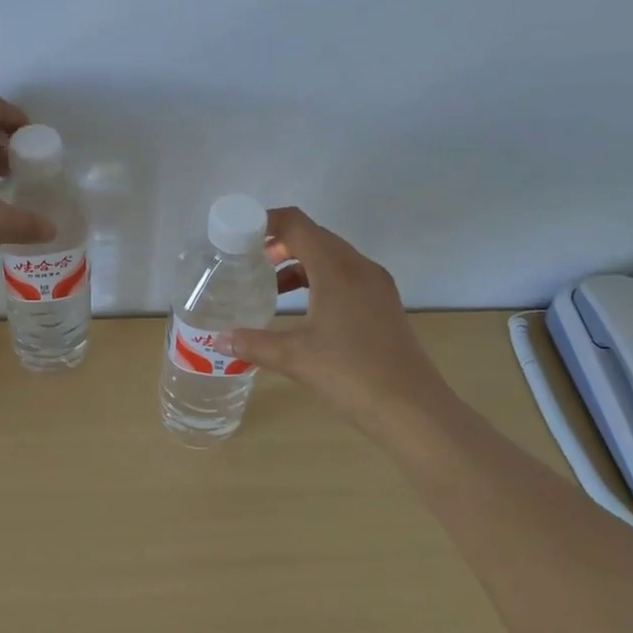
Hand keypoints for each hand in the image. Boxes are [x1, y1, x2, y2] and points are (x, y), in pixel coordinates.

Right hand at [228, 207, 459, 434]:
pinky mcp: (384, 305)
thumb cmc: (351, 374)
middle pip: (315, 237)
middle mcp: (359, 267)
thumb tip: (218, 340)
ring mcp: (376, 286)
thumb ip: (253, 344)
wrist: (413, 410)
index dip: (267, 222)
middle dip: (280, 243)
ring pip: (331, 258)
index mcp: (337, 269)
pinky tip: (303, 310)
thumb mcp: (295, 357)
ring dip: (299, 264)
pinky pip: (346, 276)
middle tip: (248, 262)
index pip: (297, 224)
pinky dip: (319, 280)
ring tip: (270, 287)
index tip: (240, 236)